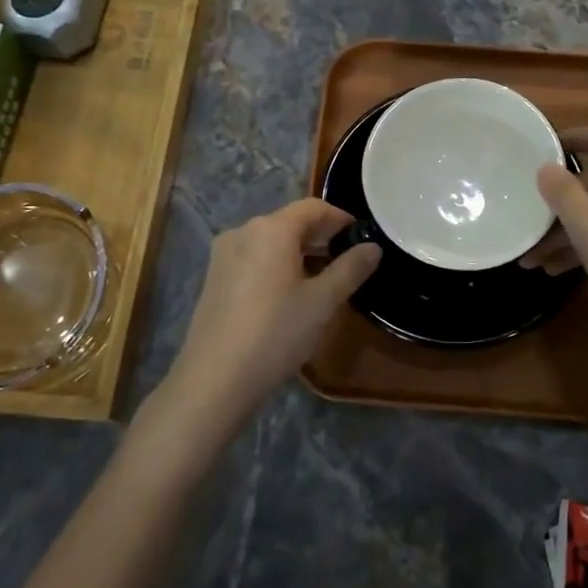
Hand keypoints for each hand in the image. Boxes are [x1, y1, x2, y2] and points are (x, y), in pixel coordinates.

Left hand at [162, 199, 380, 431]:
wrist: (214, 379)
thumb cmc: (276, 333)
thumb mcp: (323, 302)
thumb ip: (351, 269)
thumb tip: (373, 247)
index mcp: (271, 229)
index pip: (313, 207)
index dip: (340, 217)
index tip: (361, 236)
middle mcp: (243, 231)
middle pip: (289, 221)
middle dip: (320, 235)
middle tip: (347, 258)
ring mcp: (224, 255)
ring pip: (270, 241)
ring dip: (299, 251)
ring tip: (322, 278)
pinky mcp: (214, 278)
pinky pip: (253, 258)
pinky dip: (276, 264)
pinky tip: (289, 293)